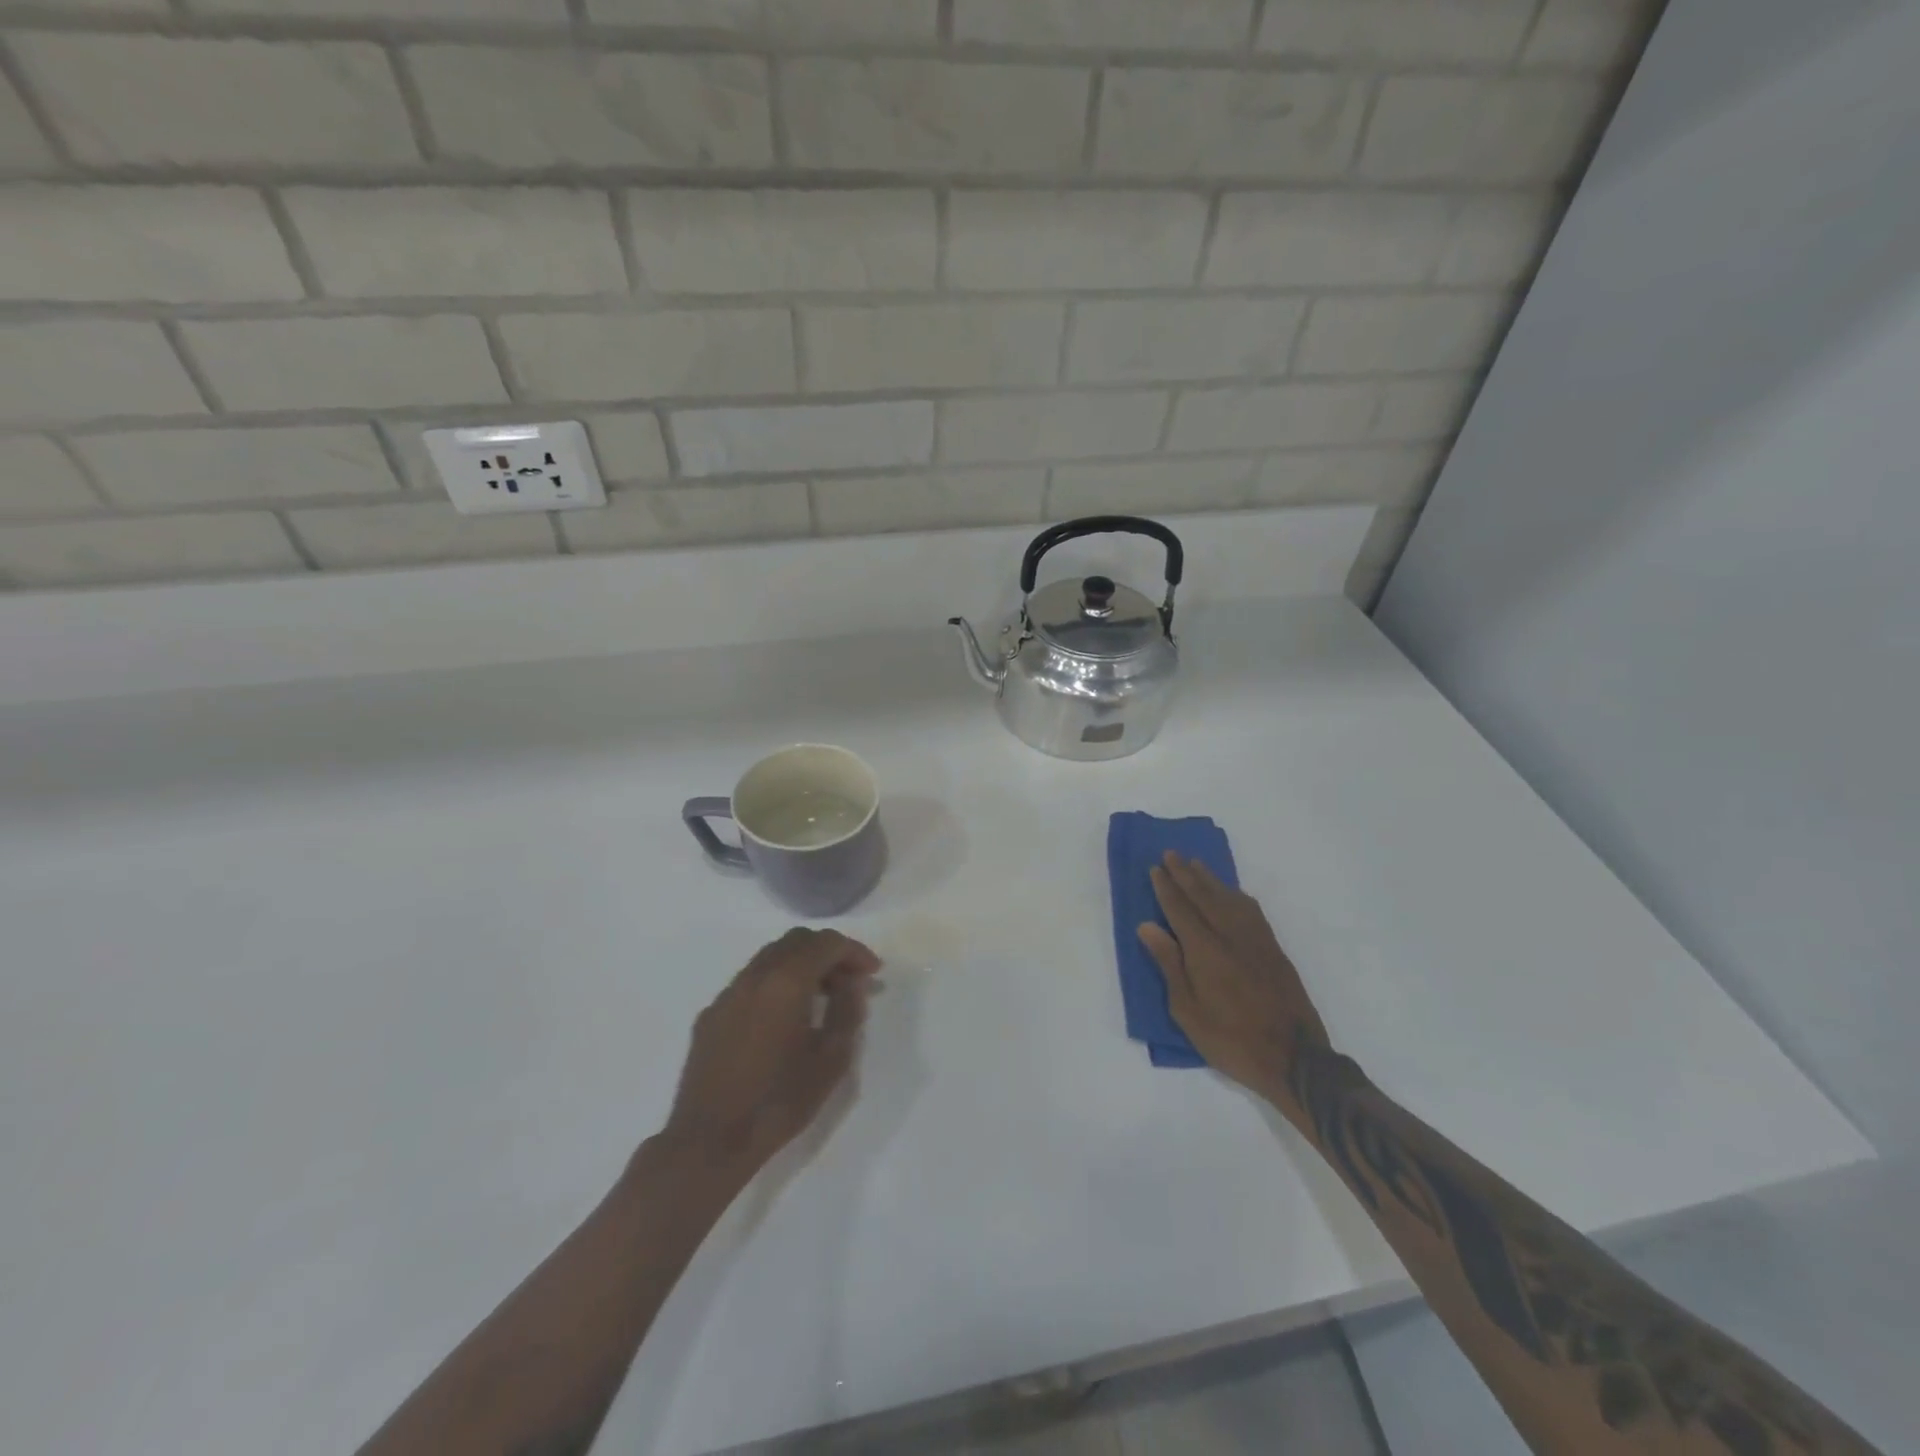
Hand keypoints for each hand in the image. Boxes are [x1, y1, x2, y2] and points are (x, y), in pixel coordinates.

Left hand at [662, 928, 880, 1176]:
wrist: (709, 1143)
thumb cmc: (779, 1101)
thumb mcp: (831, 1059)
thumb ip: (847, 1011)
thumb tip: (853, 984)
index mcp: (786, 981)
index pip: (827, 943)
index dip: (855, 952)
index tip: (873, 973)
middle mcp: (754, 976)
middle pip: (796, 941)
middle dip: (828, 953)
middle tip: (849, 982)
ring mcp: (728, 994)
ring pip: (770, 957)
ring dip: (800, 965)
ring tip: (820, 998)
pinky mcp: (711, 1015)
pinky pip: (750, 982)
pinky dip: (775, 984)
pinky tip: (783, 1019)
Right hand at [1138, 852, 1333, 1108]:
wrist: (1295, 1060)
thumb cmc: (1231, 1040)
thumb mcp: (1187, 1011)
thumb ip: (1169, 964)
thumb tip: (1148, 926)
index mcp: (1205, 950)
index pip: (1180, 909)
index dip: (1166, 888)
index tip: (1156, 868)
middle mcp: (1230, 935)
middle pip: (1204, 896)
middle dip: (1186, 874)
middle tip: (1172, 854)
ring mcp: (1256, 941)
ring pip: (1230, 899)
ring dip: (1211, 879)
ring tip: (1197, 864)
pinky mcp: (1274, 950)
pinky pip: (1252, 911)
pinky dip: (1237, 896)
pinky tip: (1233, 894)